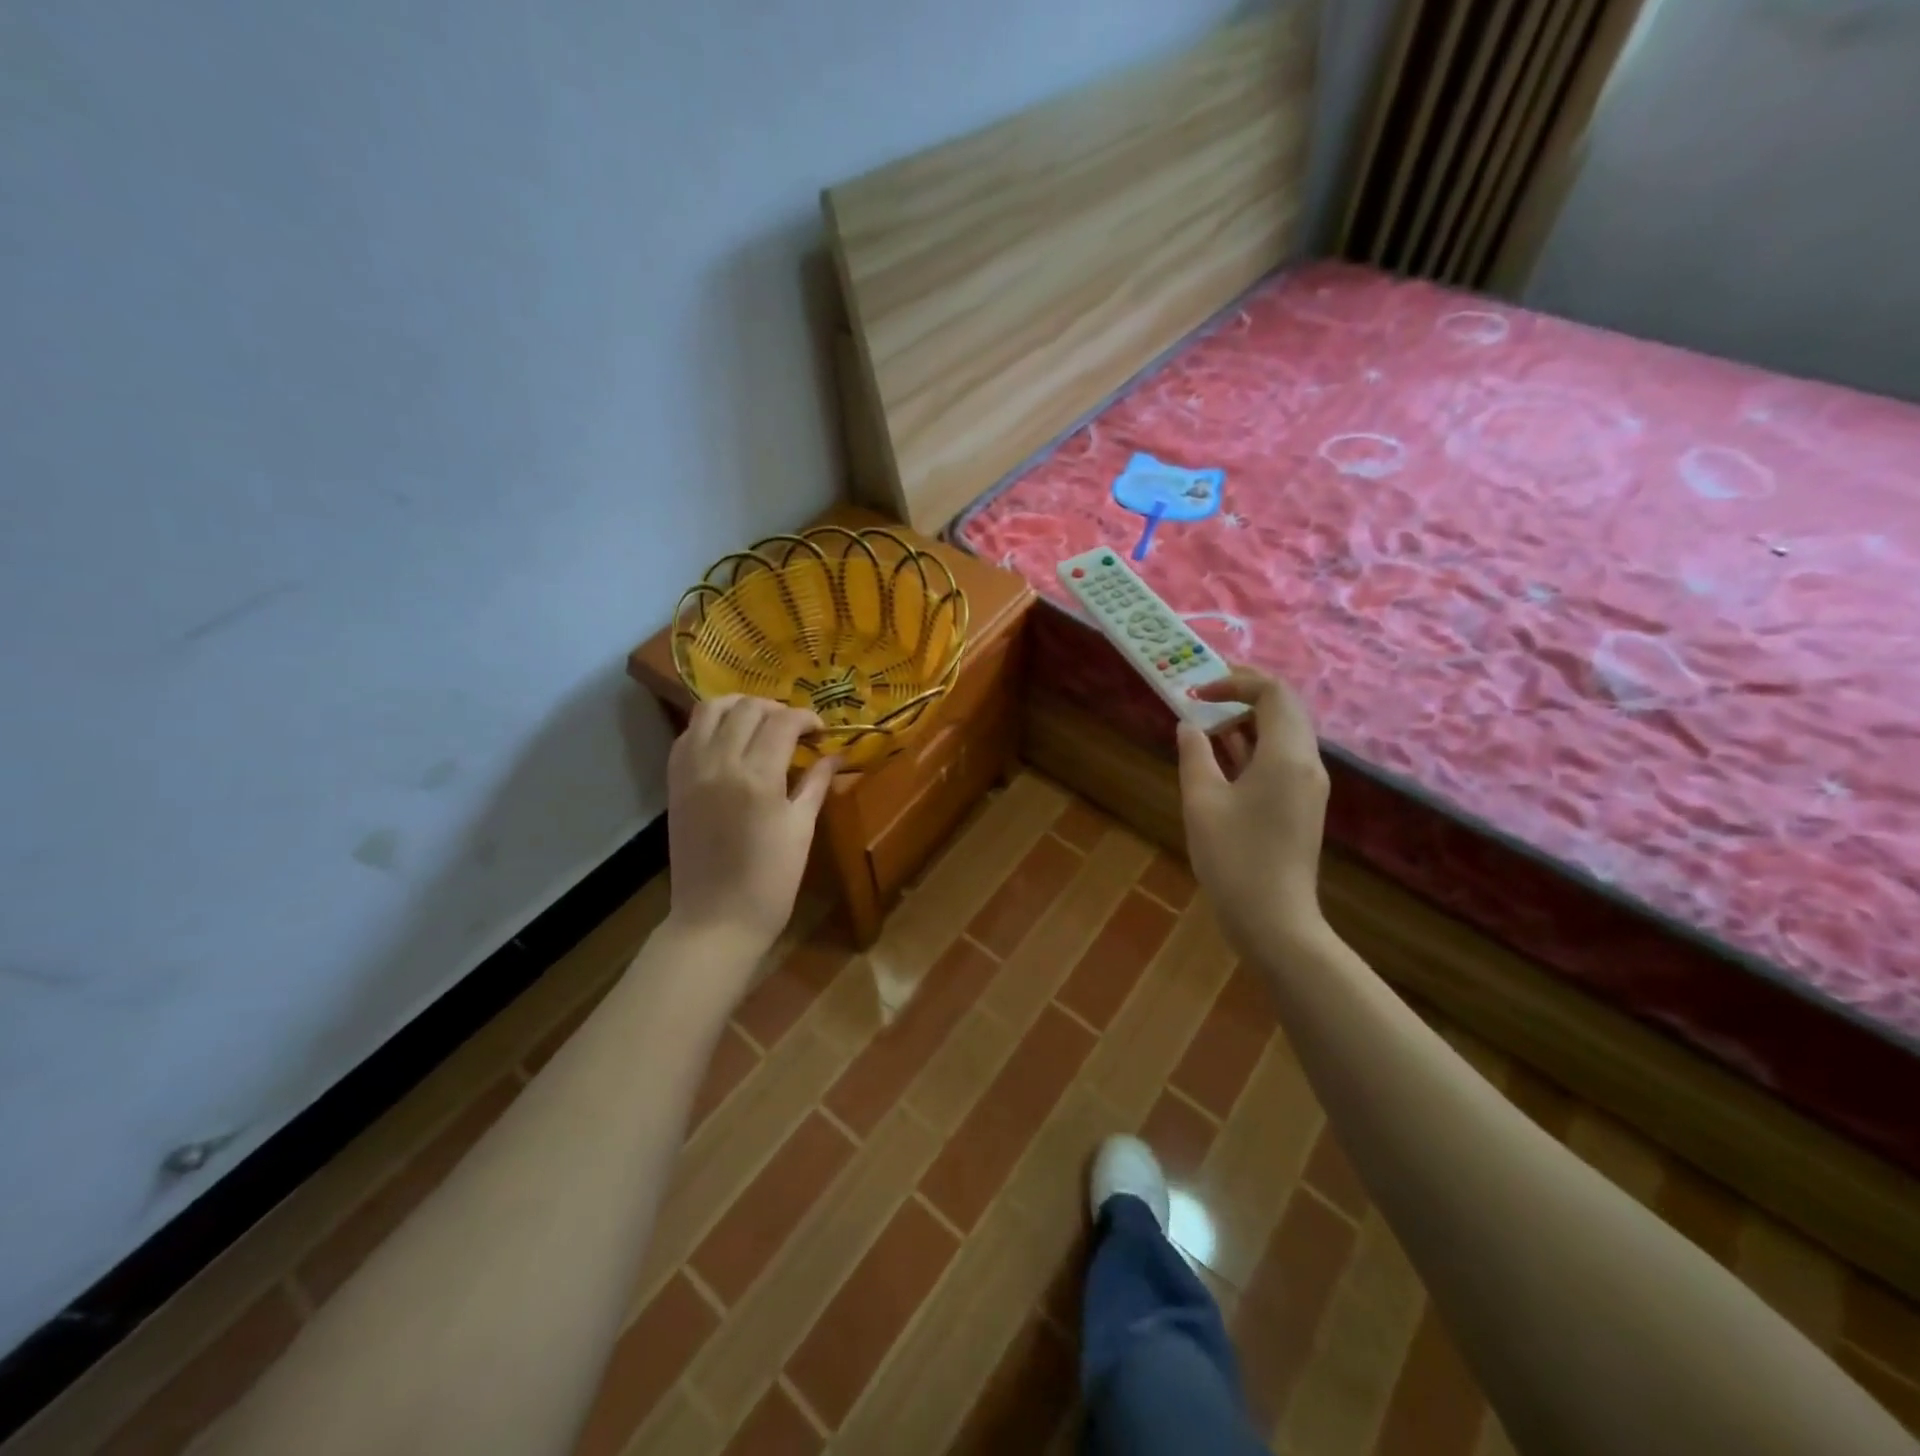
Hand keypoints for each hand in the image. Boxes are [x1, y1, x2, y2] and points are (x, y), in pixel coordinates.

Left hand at [665, 695, 836, 966]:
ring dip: (739, 706)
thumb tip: (835, 755)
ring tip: (760, 721)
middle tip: (795, 728)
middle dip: (777, 709)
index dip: (806, 718)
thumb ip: (815, 784)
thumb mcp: (800, 830)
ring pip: (710, 710)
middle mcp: (720, 763)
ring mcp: (691, 771)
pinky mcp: (674, 783)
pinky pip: (688, 734)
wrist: (715, 920)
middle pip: (748, 708)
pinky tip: (729, 739)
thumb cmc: (770, 882)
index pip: (783, 722)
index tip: (821, 731)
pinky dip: (710, 725)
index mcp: (758, 777)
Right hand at [1176, 669, 1330, 950]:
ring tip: (1205, 729)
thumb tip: (1189, 725)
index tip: (1198, 693)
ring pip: (1283, 733)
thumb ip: (1195, 755)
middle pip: (1284, 708)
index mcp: (1286, 755)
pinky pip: (1282, 758)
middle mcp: (1307, 763)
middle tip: (1203, 701)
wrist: (1273, 919)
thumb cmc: (1233, 857)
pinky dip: (1253, 747)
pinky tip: (1221, 758)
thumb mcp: (1202, 801)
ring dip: (1247, 722)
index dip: (1235, 681)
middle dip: (1243, 696)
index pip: (1273, 692)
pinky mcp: (1302, 804)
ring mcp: (1308, 785)